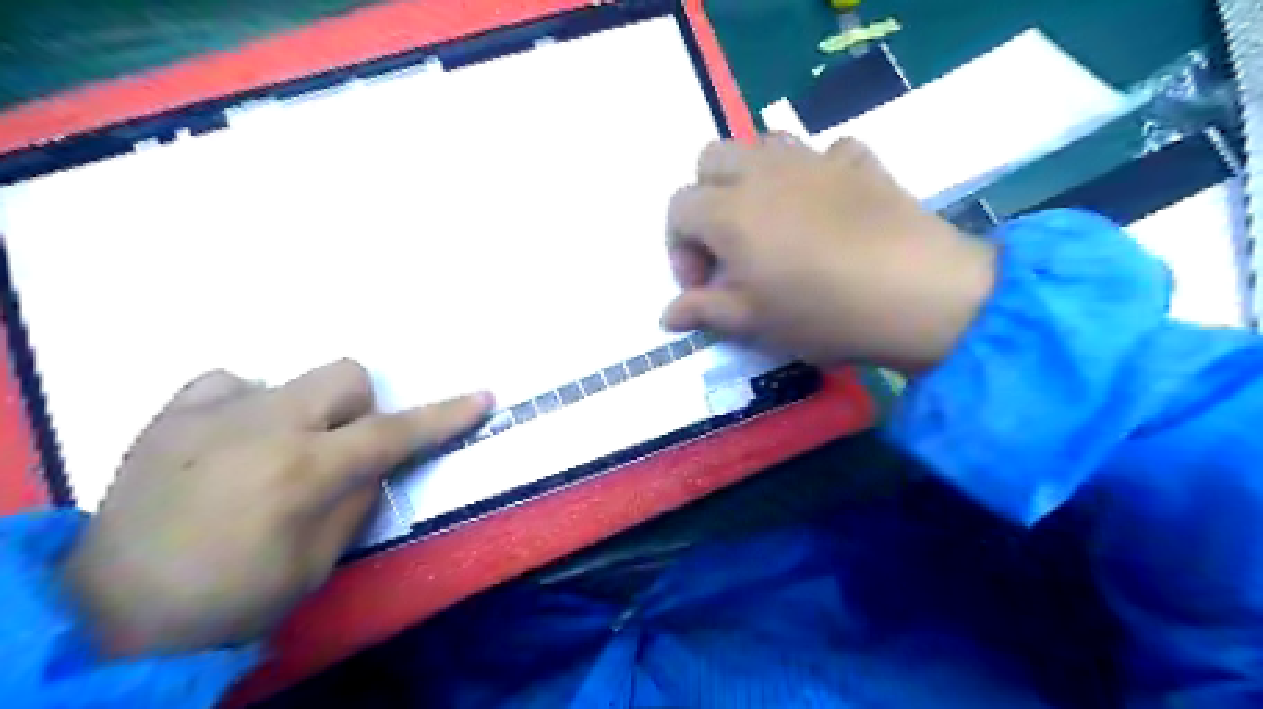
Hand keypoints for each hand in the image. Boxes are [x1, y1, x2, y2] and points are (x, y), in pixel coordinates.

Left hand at [62, 362, 489, 656]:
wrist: (113, 613)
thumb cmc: (232, 597)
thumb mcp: (317, 563)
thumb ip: (356, 498)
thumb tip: (371, 463)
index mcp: (305, 471)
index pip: (393, 433)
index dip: (444, 417)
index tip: (482, 397)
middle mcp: (264, 427)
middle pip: (346, 376)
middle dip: (359, 409)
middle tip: (337, 452)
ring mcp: (212, 414)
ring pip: (293, 376)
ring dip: (305, 412)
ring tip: (274, 453)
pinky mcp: (170, 416)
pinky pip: (230, 382)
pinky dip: (248, 404)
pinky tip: (233, 440)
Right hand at [663, 134, 995, 374]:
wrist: (918, 294)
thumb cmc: (822, 311)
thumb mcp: (753, 321)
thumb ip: (704, 310)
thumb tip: (667, 316)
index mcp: (729, 211)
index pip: (679, 208)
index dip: (679, 248)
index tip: (703, 284)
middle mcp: (763, 172)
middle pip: (710, 158)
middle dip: (705, 197)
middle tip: (727, 244)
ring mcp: (814, 160)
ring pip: (762, 142)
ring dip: (752, 176)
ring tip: (770, 220)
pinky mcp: (859, 161)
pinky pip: (825, 151)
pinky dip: (815, 172)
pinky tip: (826, 204)